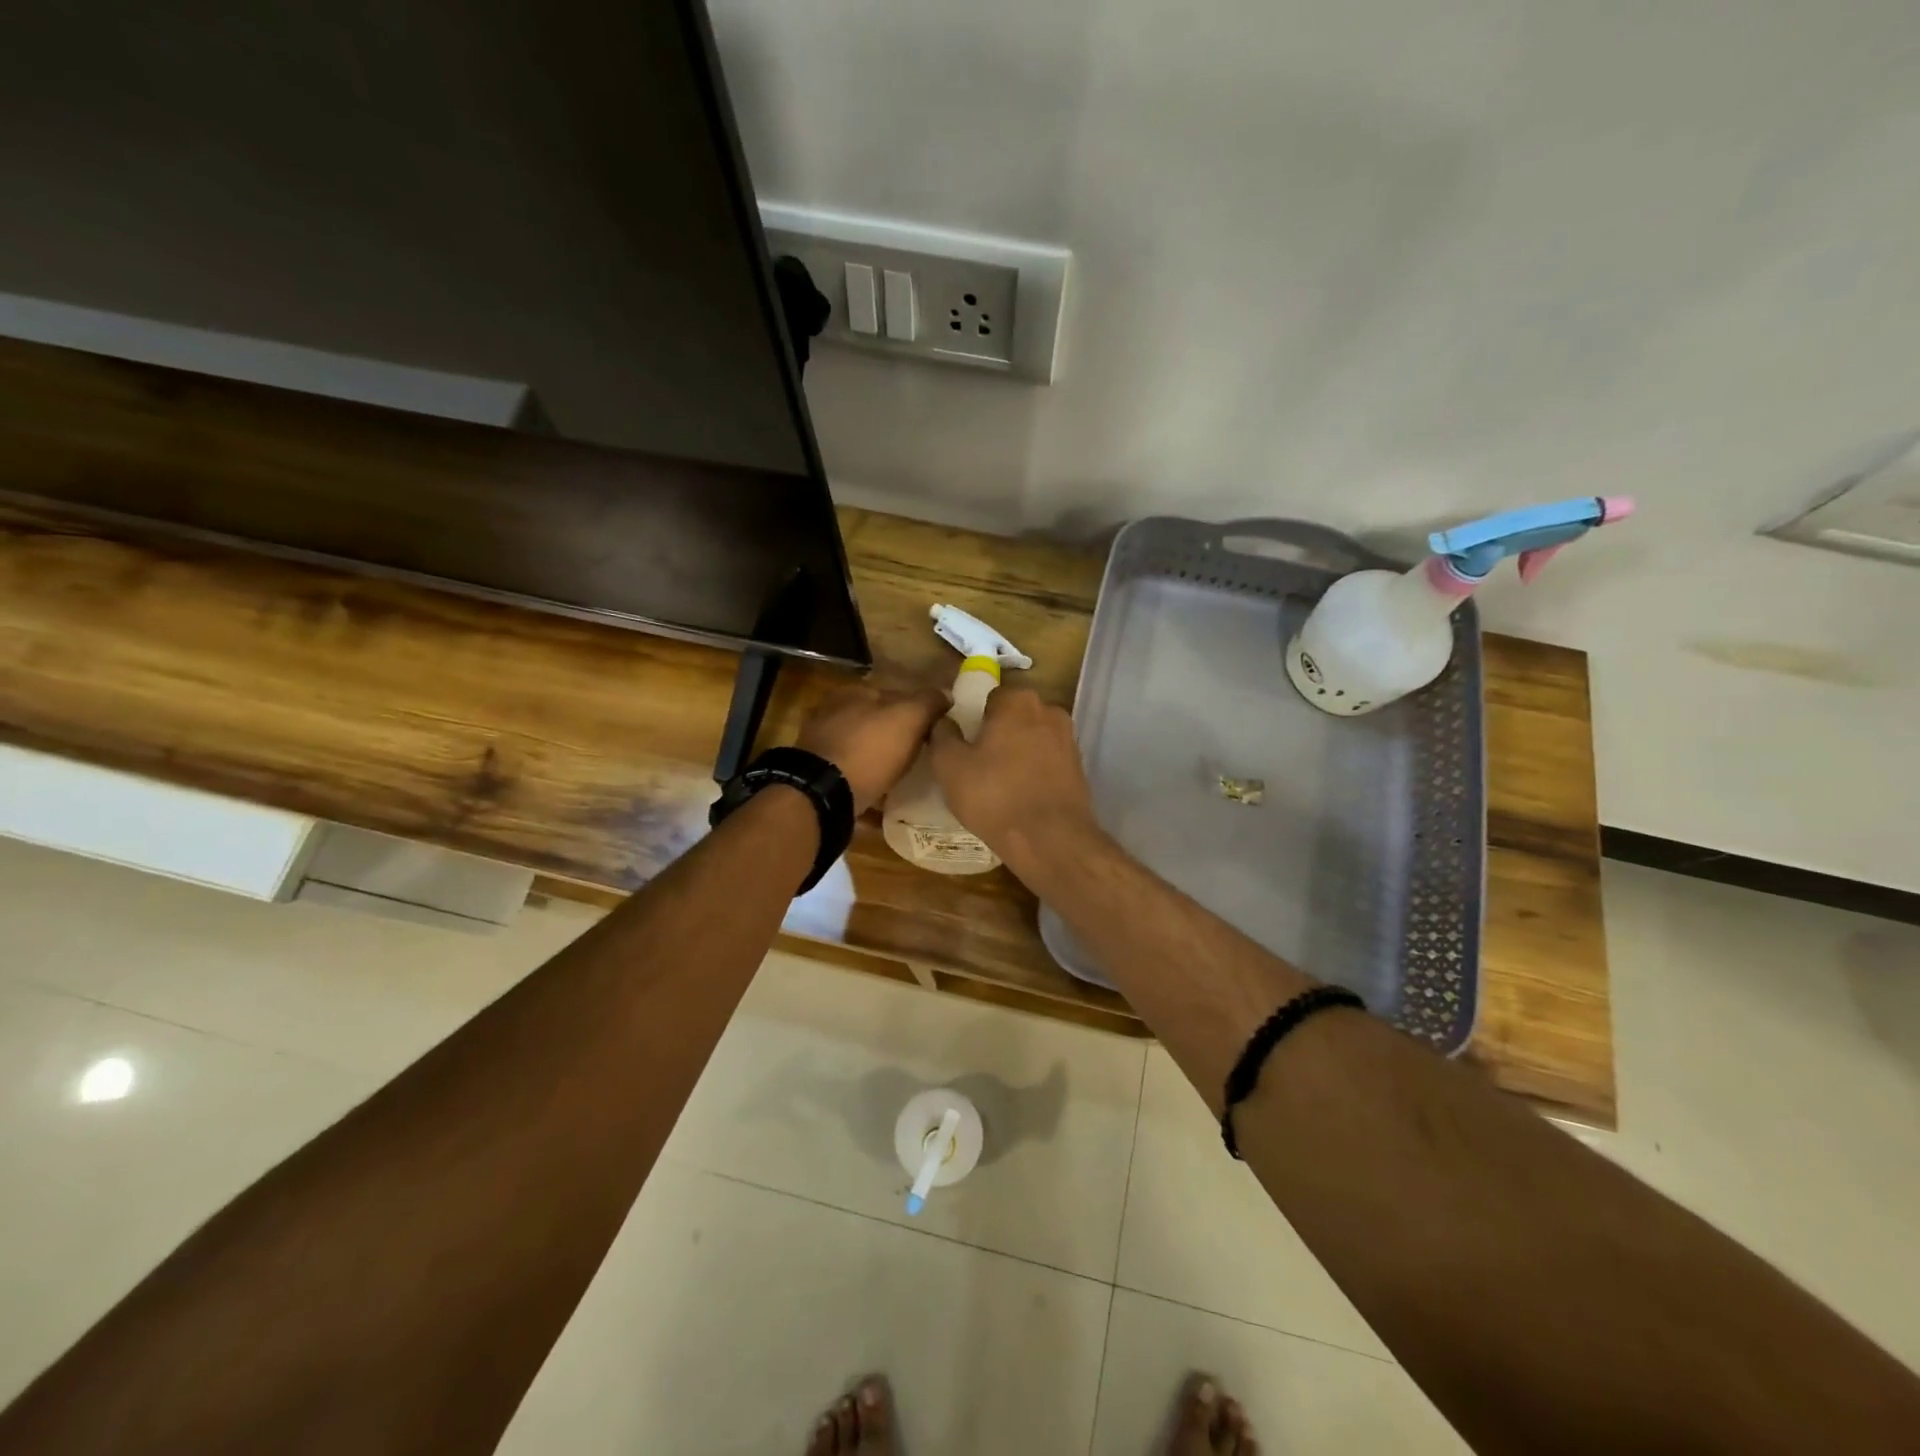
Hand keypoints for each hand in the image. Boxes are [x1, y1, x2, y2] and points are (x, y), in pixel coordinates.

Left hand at [795, 684, 949, 814]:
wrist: (823, 794)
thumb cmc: (869, 749)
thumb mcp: (908, 718)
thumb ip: (928, 702)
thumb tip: (946, 694)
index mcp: (854, 692)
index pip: (894, 694)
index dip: (917, 710)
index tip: (934, 731)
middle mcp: (833, 713)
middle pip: (875, 722)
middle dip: (895, 736)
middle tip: (920, 755)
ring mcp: (821, 745)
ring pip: (861, 749)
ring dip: (879, 760)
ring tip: (902, 778)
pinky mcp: (817, 776)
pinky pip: (850, 775)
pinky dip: (865, 782)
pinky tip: (880, 797)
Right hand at [929, 686, 1095, 861]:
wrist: (1051, 840)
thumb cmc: (994, 796)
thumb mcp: (950, 767)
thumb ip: (942, 735)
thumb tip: (943, 721)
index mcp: (1017, 701)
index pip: (989, 698)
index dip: (973, 720)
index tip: (963, 745)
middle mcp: (1049, 711)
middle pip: (1013, 717)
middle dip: (997, 735)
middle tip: (977, 765)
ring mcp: (1069, 739)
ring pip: (1032, 739)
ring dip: (1017, 754)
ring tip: (999, 784)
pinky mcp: (1079, 767)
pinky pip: (1047, 761)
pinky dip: (1034, 772)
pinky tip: (1021, 796)